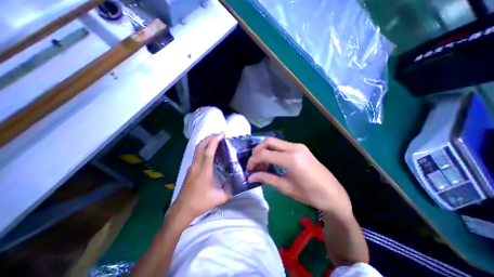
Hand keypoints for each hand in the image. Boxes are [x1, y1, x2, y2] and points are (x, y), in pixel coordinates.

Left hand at [172, 133, 231, 221]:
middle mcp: (196, 166)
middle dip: (209, 138)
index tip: (221, 134)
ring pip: (197, 149)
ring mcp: (191, 167)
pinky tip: (209, 151)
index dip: (214, 141)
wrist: (182, 209)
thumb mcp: (220, 198)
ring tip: (215, 140)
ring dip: (205, 142)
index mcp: (204, 171)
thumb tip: (237, 181)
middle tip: (219, 134)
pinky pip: (196, 154)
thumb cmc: (201, 203)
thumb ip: (230, 189)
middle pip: (200, 146)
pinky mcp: (190, 169)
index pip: (208, 152)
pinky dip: (203, 148)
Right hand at [249, 138, 352, 217]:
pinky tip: (272, 161)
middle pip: (268, 141)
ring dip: (265, 150)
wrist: (333, 193)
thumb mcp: (285, 187)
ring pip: (275, 142)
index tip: (249, 169)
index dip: (253, 160)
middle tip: (254, 163)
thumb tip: (250, 177)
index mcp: (290, 159)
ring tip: (262, 164)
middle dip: (257, 151)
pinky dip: (273, 151)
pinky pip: (282, 145)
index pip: (264, 153)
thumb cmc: (309, 194)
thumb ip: (266, 178)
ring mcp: (298, 146)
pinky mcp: (301, 148)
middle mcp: (294, 147)